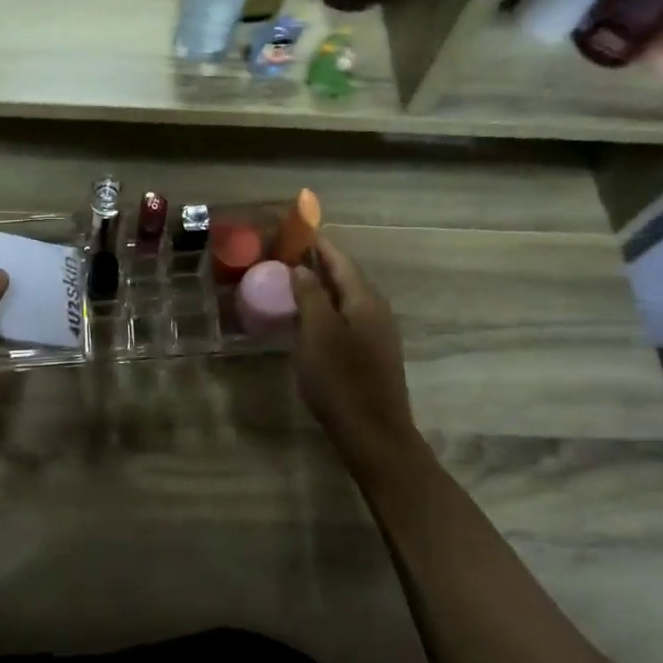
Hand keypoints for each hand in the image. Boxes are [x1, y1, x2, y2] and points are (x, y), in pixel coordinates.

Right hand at [290, 237, 414, 458]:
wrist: (373, 434)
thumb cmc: (341, 380)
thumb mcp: (317, 332)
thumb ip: (310, 295)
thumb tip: (301, 267)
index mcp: (365, 299)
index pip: (340, 258)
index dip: (317, 243)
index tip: (294, 229)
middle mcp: (376, 310)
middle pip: (345, 276)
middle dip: (317, 263)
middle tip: (285, 255)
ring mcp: (377, 333)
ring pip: (345, 298)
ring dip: (320, 287)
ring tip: (290, 282)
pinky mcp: (371, 354)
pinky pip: (345, 318)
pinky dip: (325, 309)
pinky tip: (307, 318)